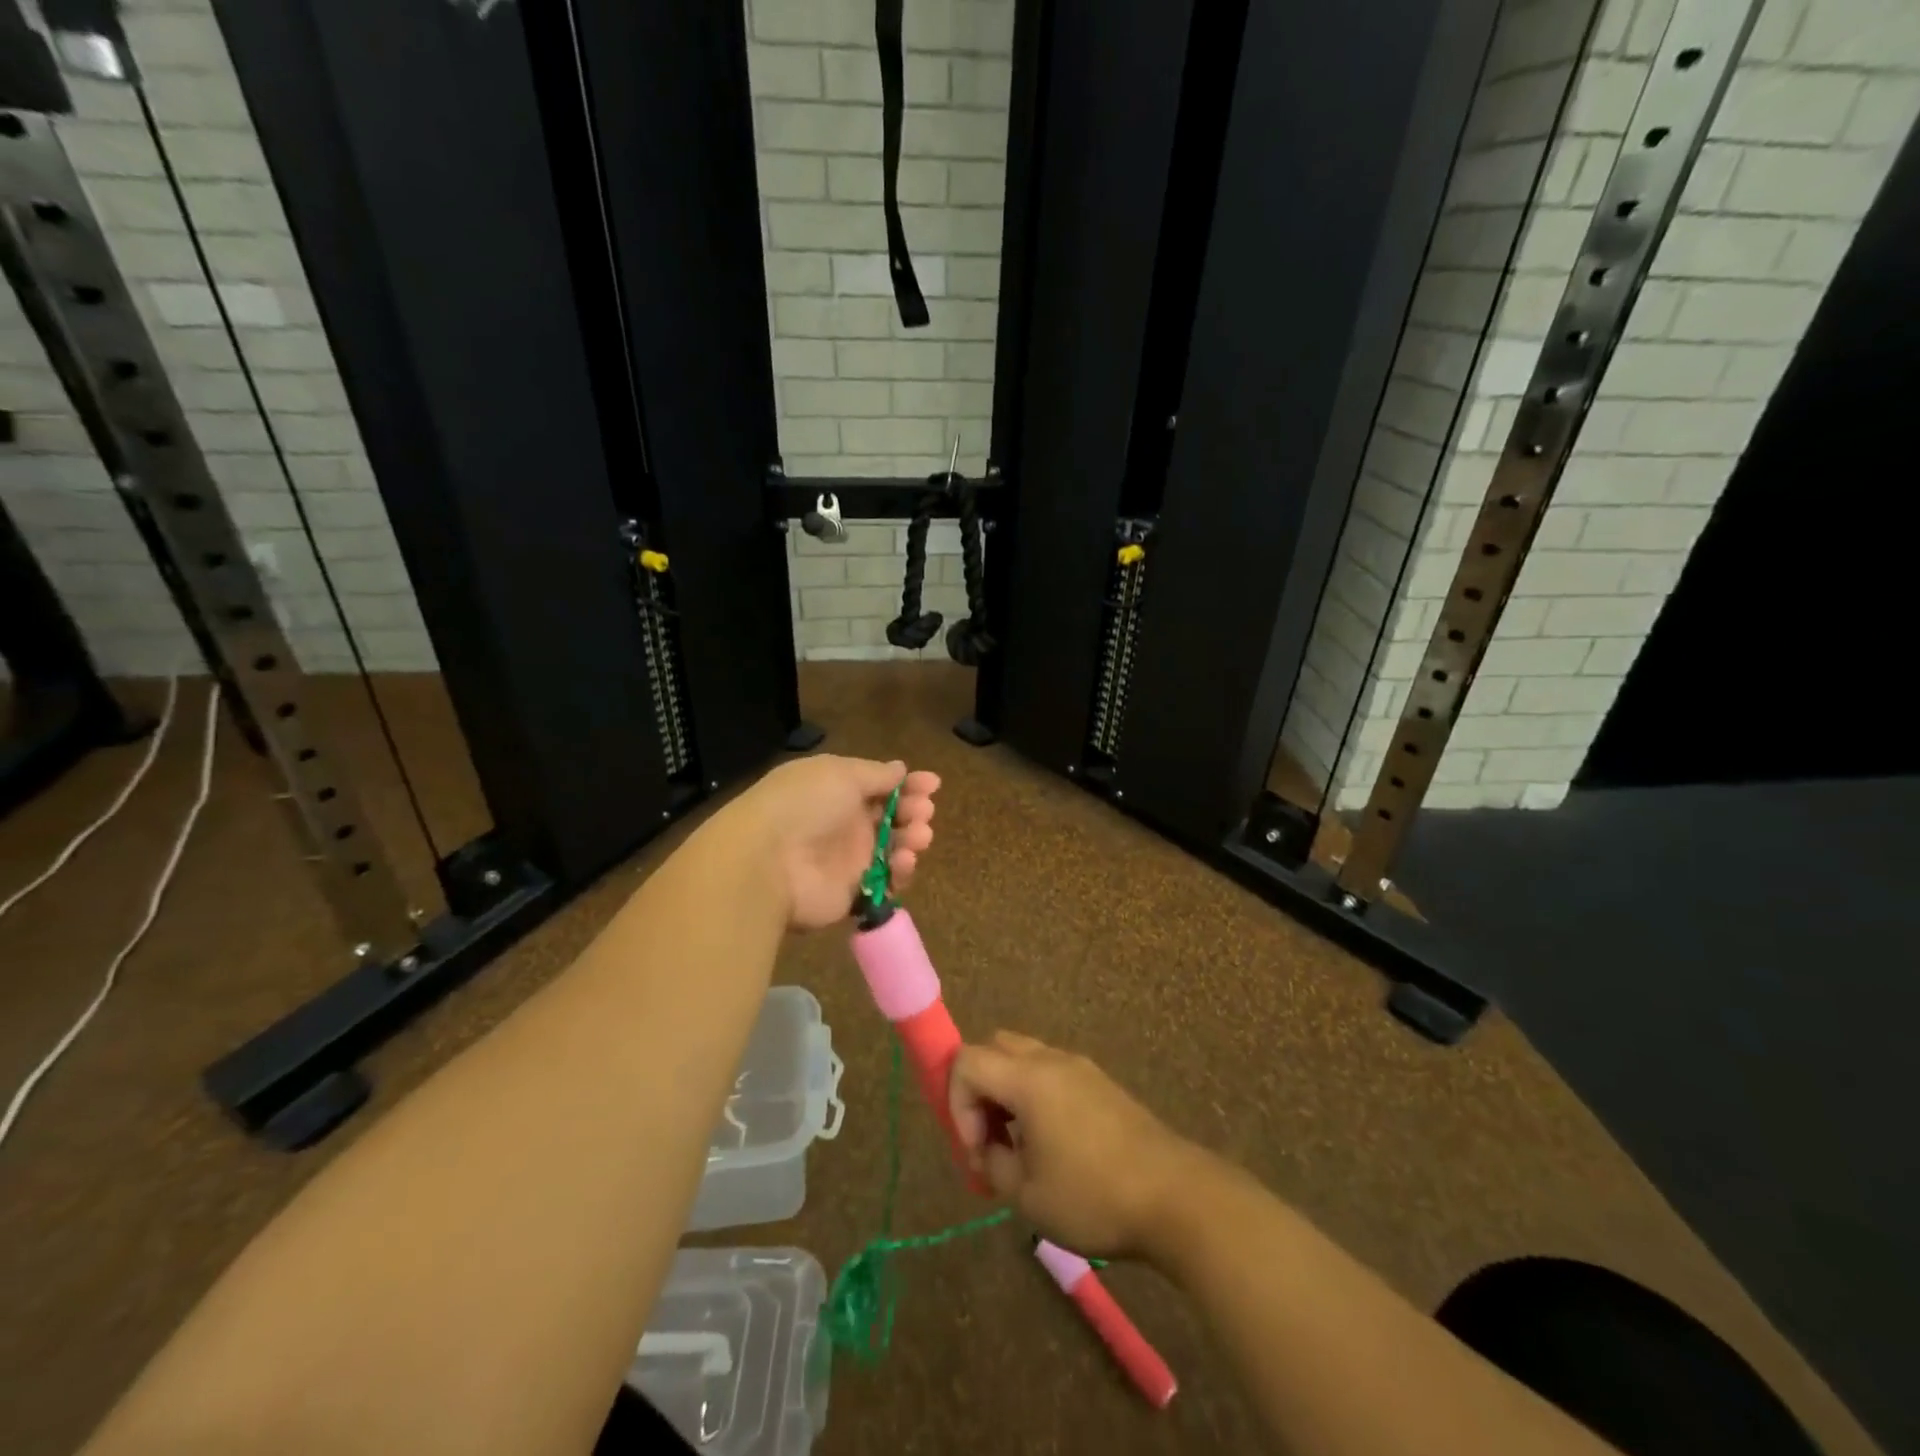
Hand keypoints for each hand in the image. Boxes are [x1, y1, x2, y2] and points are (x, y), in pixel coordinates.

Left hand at [730, 755, 938, 930]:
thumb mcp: (840, 773)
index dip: (908, 783)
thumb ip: (875, 773)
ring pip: (893, 847)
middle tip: (923, 811)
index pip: (879, 785)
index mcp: (836, 789)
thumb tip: (900, 768)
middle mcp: (843, 822)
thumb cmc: (804, 804)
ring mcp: (848, 859)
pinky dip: (900, 871)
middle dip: (913, 810)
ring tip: (919, 836)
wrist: (768, 861)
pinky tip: (903, 862)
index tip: (933, 784)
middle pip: (890, 816)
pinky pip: (886, 881)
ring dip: (912, 839)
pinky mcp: (852, 892)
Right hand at [948, 1031, 1200, 1258]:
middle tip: (990, 1139)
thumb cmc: (1094, 1196)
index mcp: (1028, 1079)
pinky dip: (1036, 1096)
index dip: (957, 1103)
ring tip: (1018, 1147)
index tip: (977, 1149)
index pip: (967, 1061)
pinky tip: (1052, 1145)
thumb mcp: (1027, 1196)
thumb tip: (988, 1148)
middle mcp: (1052, 1060)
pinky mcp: (1102, 1084)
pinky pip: (1052, 1073)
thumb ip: (993, 1163)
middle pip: (995, 1047)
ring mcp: (1081, 1068)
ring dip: (1008, 1093)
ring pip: (1025, 1058)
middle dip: (980, 1090)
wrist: (1176, 1197)